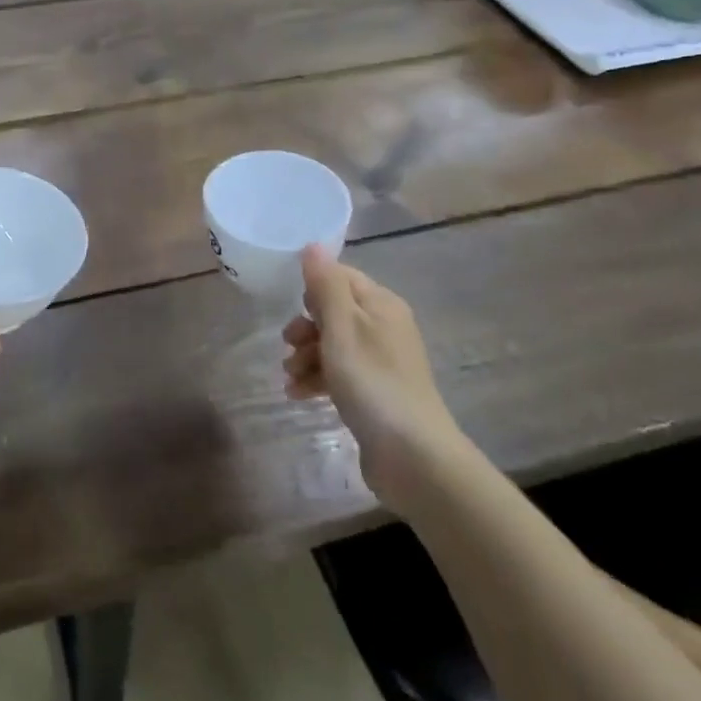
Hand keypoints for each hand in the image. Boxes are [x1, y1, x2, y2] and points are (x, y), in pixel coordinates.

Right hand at [282, 245, 468, 511]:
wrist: (412, 455)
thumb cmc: (372, 381)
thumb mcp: (342, 326)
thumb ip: (325, 285)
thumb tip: (313, 245)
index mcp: (381, 304)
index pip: (340, 277)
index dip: (313, 289)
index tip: (291, 307)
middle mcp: (385, 327)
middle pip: (334, 312)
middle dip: (305, 327)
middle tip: (288, 345)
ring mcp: (382, 361)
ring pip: (333, 344)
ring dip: (306, 356)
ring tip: (289, 377)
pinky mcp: (375, 392)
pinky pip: (339, 373)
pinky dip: (318, 379)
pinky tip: (298, 395)